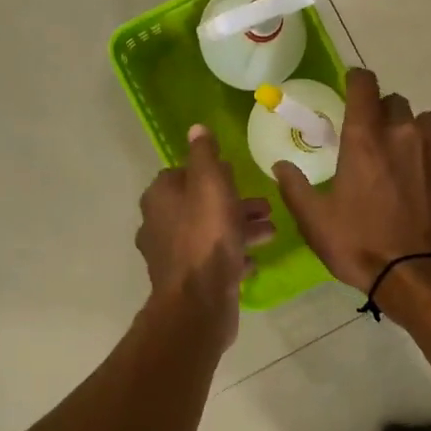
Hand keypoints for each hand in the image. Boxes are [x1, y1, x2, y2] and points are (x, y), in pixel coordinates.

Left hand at [136, 125, 275, 345]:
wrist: (198, 302)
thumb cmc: (206, 236)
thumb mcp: (210, 185)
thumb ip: (205, 155)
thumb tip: (196, 129)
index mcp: (160, 197)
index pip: (182, 174)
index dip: (211, 172)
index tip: (236, 174)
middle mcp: (158, 224)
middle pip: (199, 205)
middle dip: (233, 203)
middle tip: (265, 206)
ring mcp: (171, 256)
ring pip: (209, 233)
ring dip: (239, 229)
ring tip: (271, 232)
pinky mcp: (186, 281)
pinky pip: (211, 261)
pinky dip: (232, 256)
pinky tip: (253, 261)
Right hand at [274, 68, 430, 291]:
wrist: (420, 278)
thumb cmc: (360, 246)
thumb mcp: (314, 221)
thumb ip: (295, 187)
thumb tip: (281, 166)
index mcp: (366, 140)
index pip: (364, 85)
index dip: (357, 80)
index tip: (352, 87)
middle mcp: (406, 135)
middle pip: (397, 102)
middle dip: (384, 114)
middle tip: (374, 142)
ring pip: (429, 126)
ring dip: (415, 135)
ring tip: (406, 164)